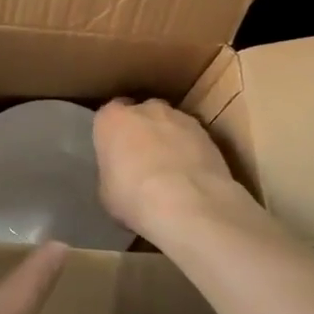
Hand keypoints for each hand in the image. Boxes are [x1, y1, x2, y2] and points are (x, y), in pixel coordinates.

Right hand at [93, 97, 256, 239]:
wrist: (187, 203)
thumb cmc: (133, 196)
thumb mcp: (106, 190)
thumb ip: (112, 172)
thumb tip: (121, 175)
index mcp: (112, 119)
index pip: (108, 116)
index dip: (113, 135)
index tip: (115, 154)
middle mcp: (146, 109)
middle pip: (142, 113)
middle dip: (142, 131)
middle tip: (142, 160)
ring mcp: (180, 118)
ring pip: (170, 124)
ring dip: (169, 140)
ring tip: (171, 172)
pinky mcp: (208, 134)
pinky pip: (193, 140)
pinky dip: (191, 152)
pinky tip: (192, 177)